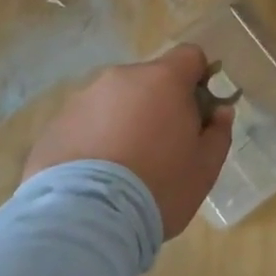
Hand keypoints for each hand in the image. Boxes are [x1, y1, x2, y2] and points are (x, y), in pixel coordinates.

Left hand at [23, 45, 235, 237]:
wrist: (85, 219)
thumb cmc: (158, 187)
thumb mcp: (205, 168)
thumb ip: (218, 132)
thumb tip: (220, 112)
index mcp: (163, 80)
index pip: (189, 56)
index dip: (199, 78)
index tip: (199, 111)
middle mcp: (121, 78)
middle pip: (150, 80)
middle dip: (159, 104)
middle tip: (162, 147)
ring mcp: (84, 98)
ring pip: (116, 101)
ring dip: (125, 120)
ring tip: (123, 167)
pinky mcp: (56, 124)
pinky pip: (86, 123)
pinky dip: (95, 139)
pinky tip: (95, 178)